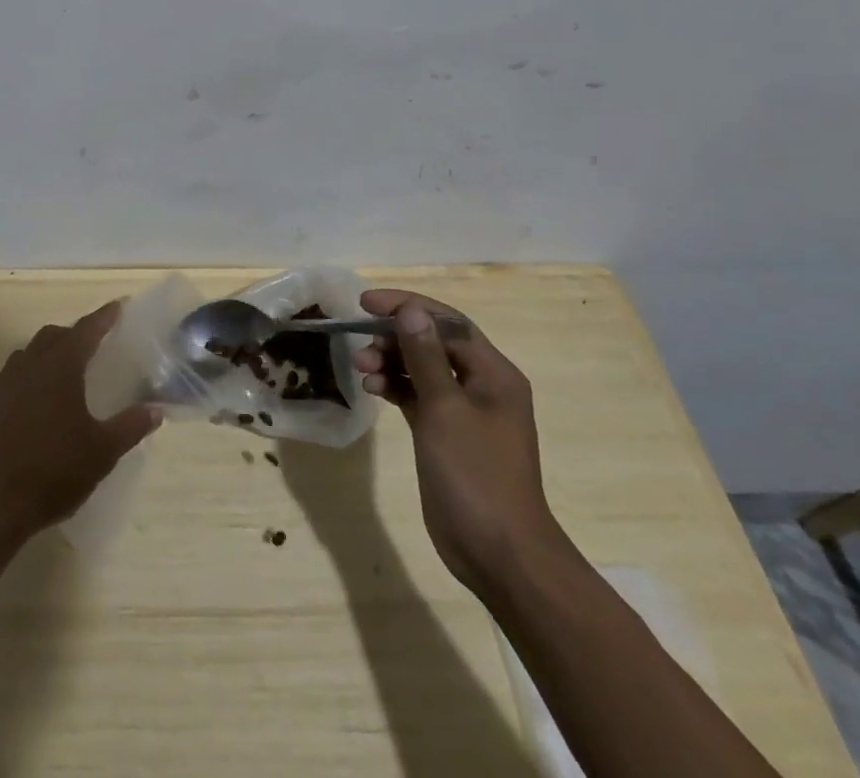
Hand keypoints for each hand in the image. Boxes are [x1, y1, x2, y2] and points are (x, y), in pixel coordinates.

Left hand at [0, 301, 160, 544]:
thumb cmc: (53, 472)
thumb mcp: (102, 452)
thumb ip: (130, 426)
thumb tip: (155, 409)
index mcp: (61, 367)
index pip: (86, 330)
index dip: (104, 317)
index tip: (117, 306)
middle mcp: (28, 364)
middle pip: (53, 336)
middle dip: (72, 336)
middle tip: (90, 347)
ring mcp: (0, 382)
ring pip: (25, 355)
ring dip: (43, 356)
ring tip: (57, 375)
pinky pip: (2, 380)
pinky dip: (17, 382)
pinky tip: (21, 401)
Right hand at [351, 288, 572, 593]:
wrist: (500, 555)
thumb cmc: (476, 475)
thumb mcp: (446, 409)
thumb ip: (424, 357)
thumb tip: (410, 310)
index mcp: (493, 373)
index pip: (447, 323)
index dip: (407, 306)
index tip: (365, 303)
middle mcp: (482, 385)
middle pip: (432, 343)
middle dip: (394, 337)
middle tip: (360, 345)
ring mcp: (464, 412)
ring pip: (421, 369)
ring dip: (390, 362)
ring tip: (361, 370)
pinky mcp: (447, 434)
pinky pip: (418, 396)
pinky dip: (395, 388)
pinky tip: (373, 389)